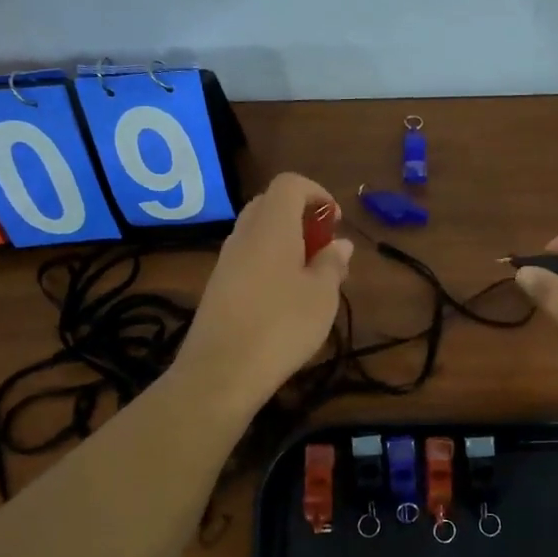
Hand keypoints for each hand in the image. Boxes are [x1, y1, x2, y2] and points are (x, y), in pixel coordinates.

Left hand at [174, 172, 353, 416]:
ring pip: (257, 233)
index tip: (335, 222)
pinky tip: (284, 299)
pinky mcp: (217, 287)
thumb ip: (332, 264)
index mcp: (271, 226)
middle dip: (300, 217)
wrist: (220, 372)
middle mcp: (244, 234)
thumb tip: (340, 244)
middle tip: (323, 247)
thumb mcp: (322, 296)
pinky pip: (247, 258)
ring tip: (309, 277)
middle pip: (270, 204)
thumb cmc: (281, 326)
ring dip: (285, 243)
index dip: (316, 193)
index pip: (289, 184)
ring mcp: (226, 261)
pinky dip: (269, 263)